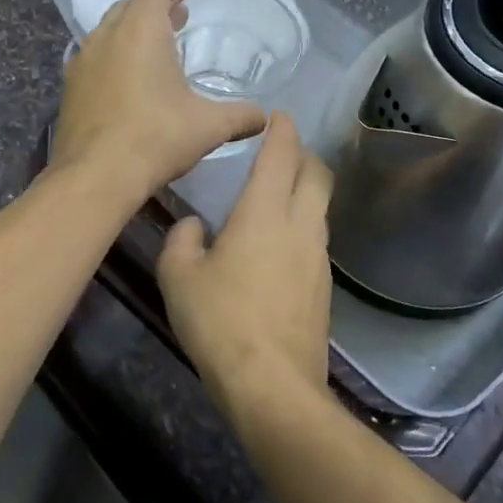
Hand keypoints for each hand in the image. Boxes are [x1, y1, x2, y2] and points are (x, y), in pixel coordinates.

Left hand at [54, 0, 265, 201]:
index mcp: (141, 31)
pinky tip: (125, 84)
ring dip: (129, 34)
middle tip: (174, 22)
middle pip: (127, 7)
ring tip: (152, 52)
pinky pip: (92, 60)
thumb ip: (239, 116)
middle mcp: (107, 37)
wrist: (96, 174)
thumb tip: (263, 118)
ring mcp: (82, 62)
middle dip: (151, 9)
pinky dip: (111, 59)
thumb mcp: (208, 126)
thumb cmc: (156, 137)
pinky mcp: (69, 88)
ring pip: (106, 33)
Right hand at [157, 113, 333, 404]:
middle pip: (317, 175)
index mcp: (265, 212)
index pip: (282, 155)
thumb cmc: (219, 321)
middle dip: (304, 155)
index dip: (282, 130)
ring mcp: (318, 259)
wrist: (272, 385)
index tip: (279, 116)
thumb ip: (182, 240)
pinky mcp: (323, 289)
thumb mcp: (178, 276)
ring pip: (319, 209)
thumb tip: (194, 227)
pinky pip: (315, 240)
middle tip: (281, 151)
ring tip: (277, 196)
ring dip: (304, 192)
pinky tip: (276, 247)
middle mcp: (300, 226)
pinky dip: (301, 226)